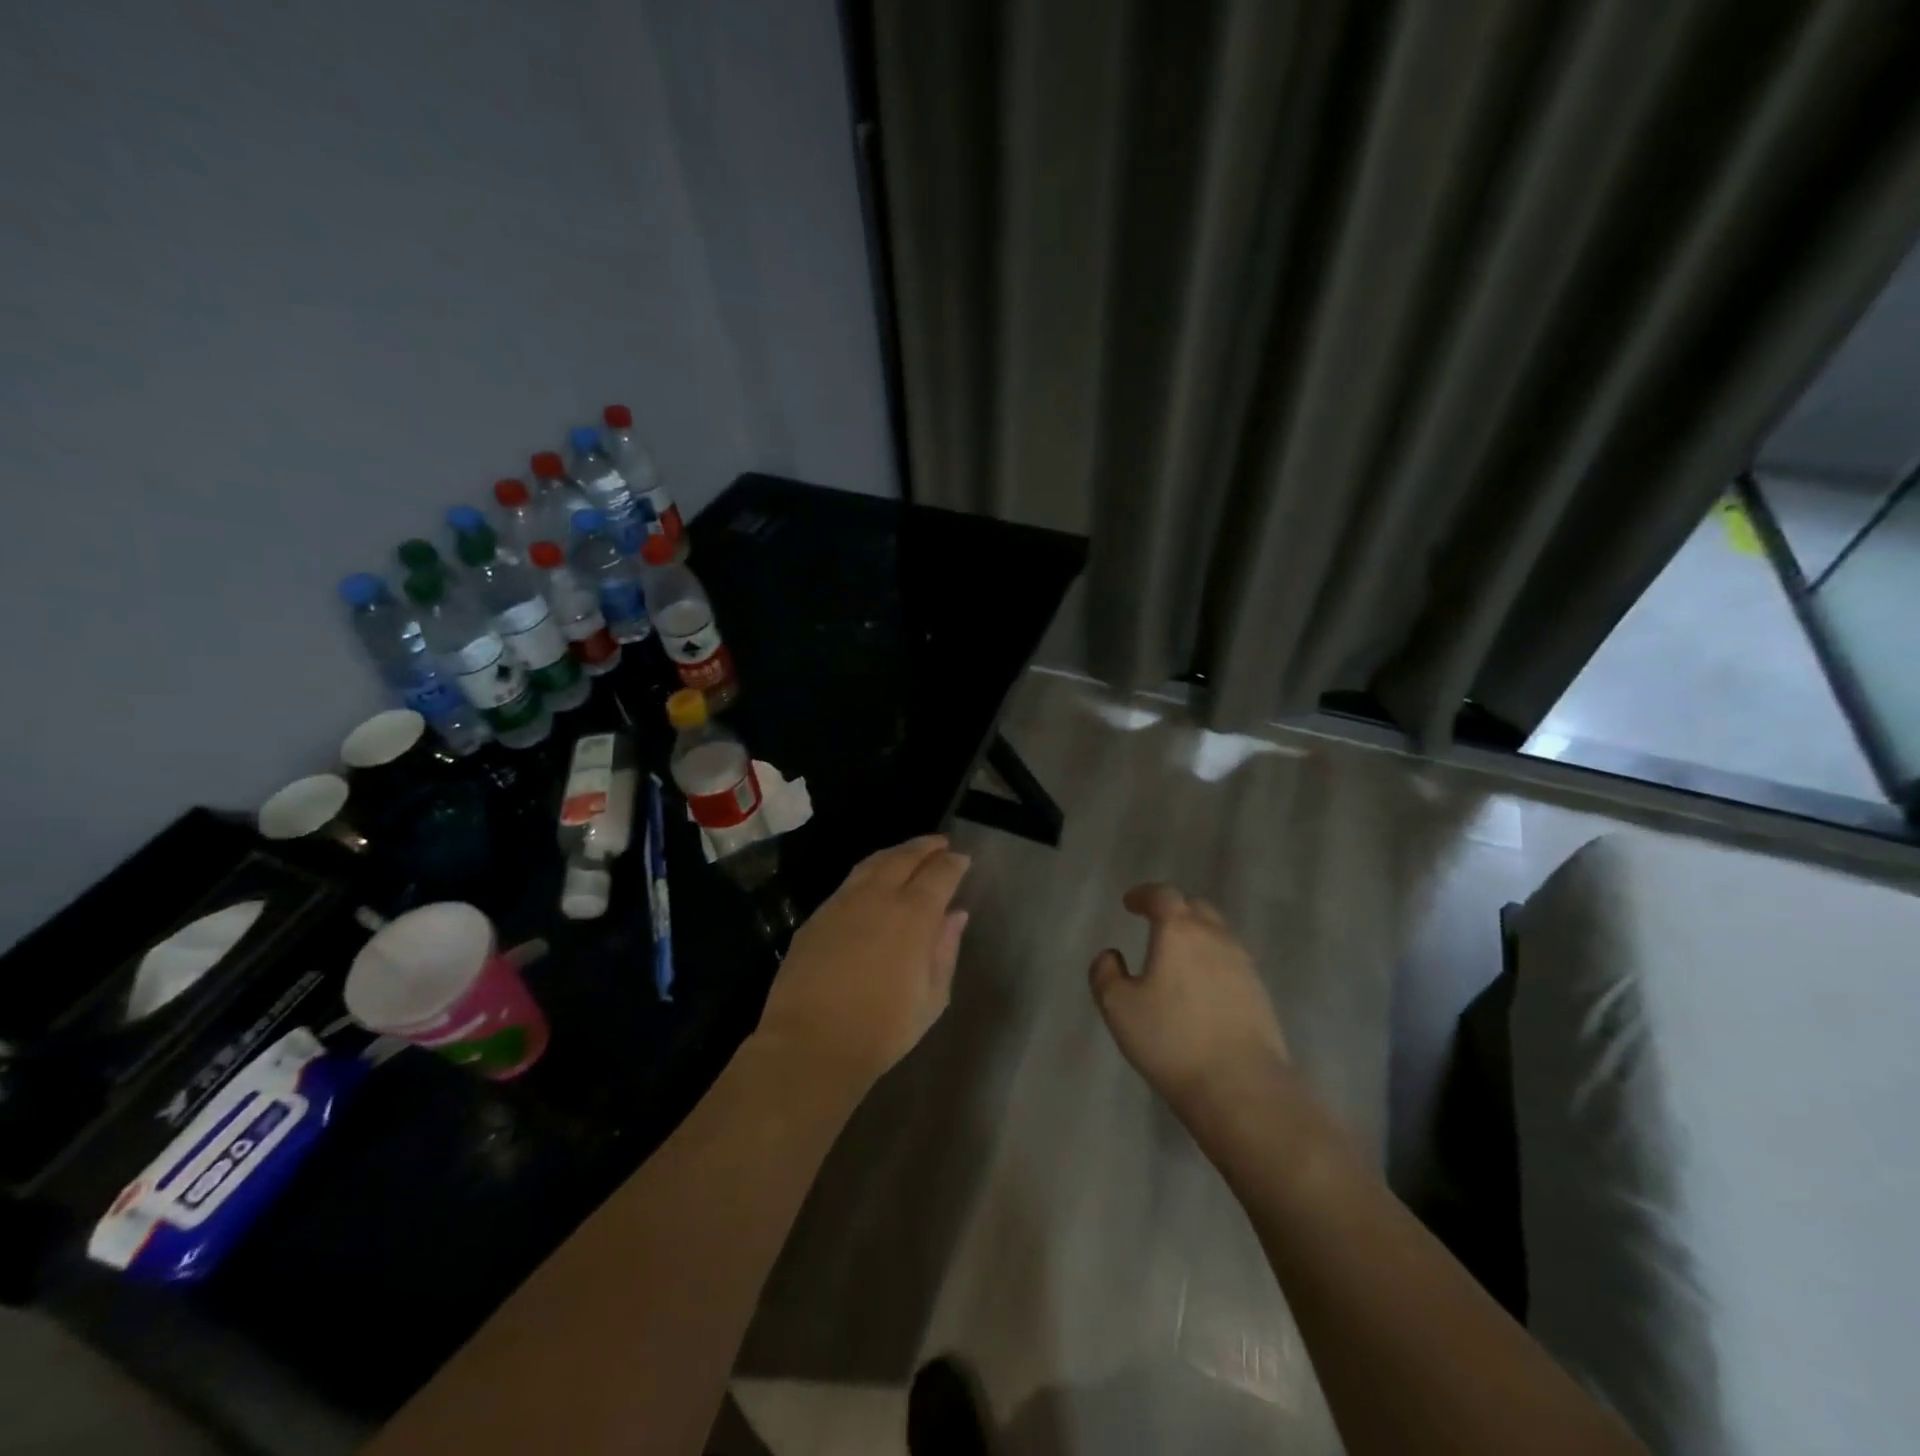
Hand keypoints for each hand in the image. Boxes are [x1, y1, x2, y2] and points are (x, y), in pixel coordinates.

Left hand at [756, 835, 970, 1087]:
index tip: (962, 859)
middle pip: (905, 857)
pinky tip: (872, 881)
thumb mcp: (932, 998)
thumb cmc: (882, 1028)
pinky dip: (869, 872)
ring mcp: (843, 902)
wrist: (810, 1043)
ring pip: (873, 863)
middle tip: (940, 843)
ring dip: (895, 853)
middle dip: (925, 846)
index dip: (954, 863)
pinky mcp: (817, 916)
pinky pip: (849, 882)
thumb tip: (955, 915)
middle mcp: (878, 896)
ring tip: (908, 853)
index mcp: (913, 914)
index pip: (939, 873)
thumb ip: (945, 949)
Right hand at [1089, 885, 1290, 1120]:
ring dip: (1196, 937)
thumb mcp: (1118, 1008)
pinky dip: (1213, 963)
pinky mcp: (1260, 993)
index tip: (1130, 903)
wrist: (1242, 1086)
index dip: (1143, 895)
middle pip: (1195, 909)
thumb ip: (1105, 974)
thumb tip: (1110, 955)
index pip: (1162, 895)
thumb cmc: (1171, 1040)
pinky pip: (1232, 963)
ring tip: (1178, 959)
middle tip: (1155, 925)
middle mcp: (1215, 938)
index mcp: (1179, 931)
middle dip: (1173, 911)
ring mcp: (1243, 965)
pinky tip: (1202, 989)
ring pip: (1218, 935)